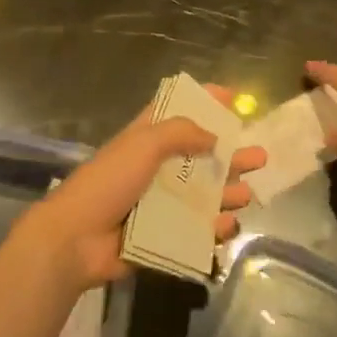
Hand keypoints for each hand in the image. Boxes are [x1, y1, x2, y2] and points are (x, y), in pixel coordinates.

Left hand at [24, 84, 262, 289]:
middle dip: (230, 154)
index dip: (203, 102)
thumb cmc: (109, 181)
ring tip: (249, 192)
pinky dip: (214, 226)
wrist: (76, 239)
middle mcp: (156, 167)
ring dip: (227, 191)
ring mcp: (160, 202)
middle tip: (260, 155)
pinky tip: (229, 223)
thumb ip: (181, 133)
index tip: (233, 98)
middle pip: (200, 155)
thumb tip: (213, 136)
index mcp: (147, 138)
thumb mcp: (143, 143)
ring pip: (203, 194)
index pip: (177, 111)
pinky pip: (196, 228)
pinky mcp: (163, 234)